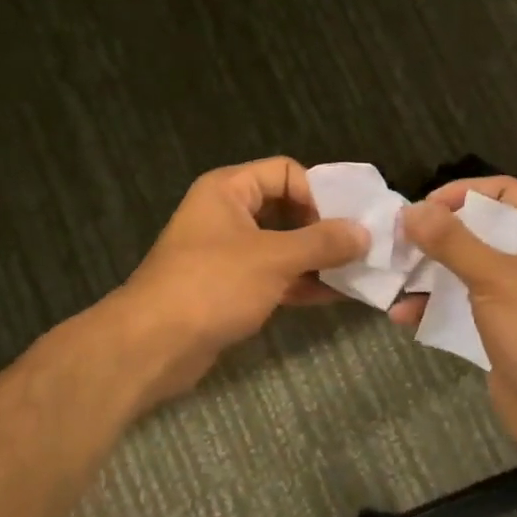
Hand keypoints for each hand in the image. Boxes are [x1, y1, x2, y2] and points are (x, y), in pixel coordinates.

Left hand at [111, 158, 368, 404]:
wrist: (153, 344)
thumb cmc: (212, 285)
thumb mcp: (273, 258)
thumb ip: (321, 243)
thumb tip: (364, 233)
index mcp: (227, 190)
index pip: (285, 172)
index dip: (317, 193)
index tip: (344, 224)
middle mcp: (226, 215)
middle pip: (286, 209)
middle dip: (323, 229)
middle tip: (361, 249)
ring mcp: (227, 254)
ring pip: (282, 247)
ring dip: (317, 259)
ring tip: (358, 273)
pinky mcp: (229, 289)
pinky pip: (273, 277)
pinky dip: (301, 283)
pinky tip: (336, 296)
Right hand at [394, 177, 516, 471]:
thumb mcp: (496, 278)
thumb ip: (453, 242)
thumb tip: (411, 210)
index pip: (504, 192)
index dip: (463, 192)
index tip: (423, 208)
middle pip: (479, 231)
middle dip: (437, 235)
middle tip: (398, 241)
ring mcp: (516, 300)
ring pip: (465, 271)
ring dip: (429, 273)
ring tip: (392, 276)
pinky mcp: (499, 332)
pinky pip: (460, 308)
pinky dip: (433, 308)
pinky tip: (402, 315)